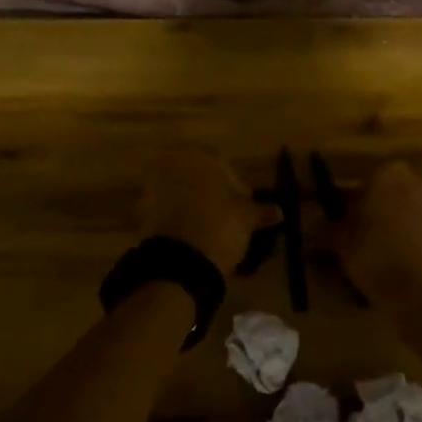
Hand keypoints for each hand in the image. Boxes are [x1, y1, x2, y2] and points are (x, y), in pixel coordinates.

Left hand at [138, 148, 264, 272]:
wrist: (179, 264)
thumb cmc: (219, 227)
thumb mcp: (246, 219)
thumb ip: (260, 211)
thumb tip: (279, 211)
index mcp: (197, 157)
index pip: (223, 164)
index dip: (238, 184)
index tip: (247, 203)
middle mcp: (170, 166)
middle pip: (199, 177)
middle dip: (215, 193)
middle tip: (231, 214)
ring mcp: (152, 189)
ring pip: (182, 193)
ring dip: (197, 206)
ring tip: (214, 227)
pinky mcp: (143, 214)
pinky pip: (168, 211)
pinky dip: (182, 219)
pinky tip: (196, 236)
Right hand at [323, 160, 421, 301]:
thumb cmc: (376, 255)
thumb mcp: (341, 243)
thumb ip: (328, 230)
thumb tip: (312, 225)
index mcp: (388, 175)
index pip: (364, 178)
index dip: (351, 199)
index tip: (341, 218)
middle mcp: (416, 183)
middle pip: (392, 191)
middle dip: (378, 206)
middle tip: (361, 231)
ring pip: (409, 209)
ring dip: (397, 223)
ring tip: (378, 251)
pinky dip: (412, 241)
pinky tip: (398, 263)